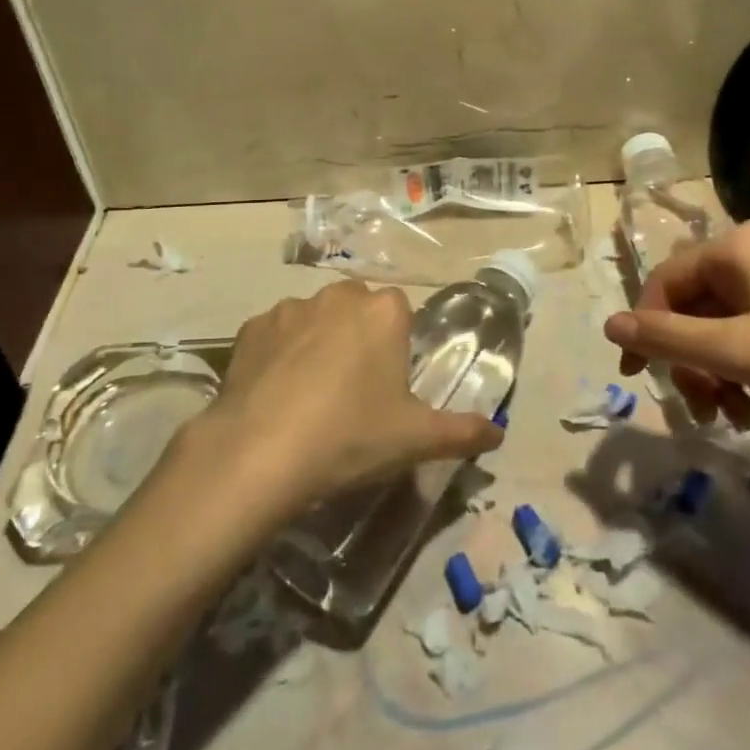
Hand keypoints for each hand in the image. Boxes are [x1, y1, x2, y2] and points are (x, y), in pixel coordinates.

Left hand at [189, 280, 503, 512]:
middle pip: (358, 309)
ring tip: (310, 394)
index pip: (401, 312)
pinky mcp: (251, 328)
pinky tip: (275, 394)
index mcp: (383, 312)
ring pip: (315, 318)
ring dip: (318, 341)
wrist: (260, 454)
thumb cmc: (350, 437)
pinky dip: (279, 354)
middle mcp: (338, 296)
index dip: (398, 345)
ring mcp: (290, 308)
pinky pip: (275, 334)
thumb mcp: (415, 440)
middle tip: (355, 390)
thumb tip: (497, 434)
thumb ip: (463, 432)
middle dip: (360, 337)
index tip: (390, 383)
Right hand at [604, 220, 749, 438]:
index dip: (645, 329)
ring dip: (717, 368)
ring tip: (734, 415)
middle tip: (702, 410)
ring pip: (724, 320)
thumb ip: (668, 338)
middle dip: (689, 359)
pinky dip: (746, 364)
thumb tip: (608, 323)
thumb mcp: (738, 353)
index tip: (636, 378)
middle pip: (695, 303)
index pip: (664, 282)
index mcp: (735, 247)